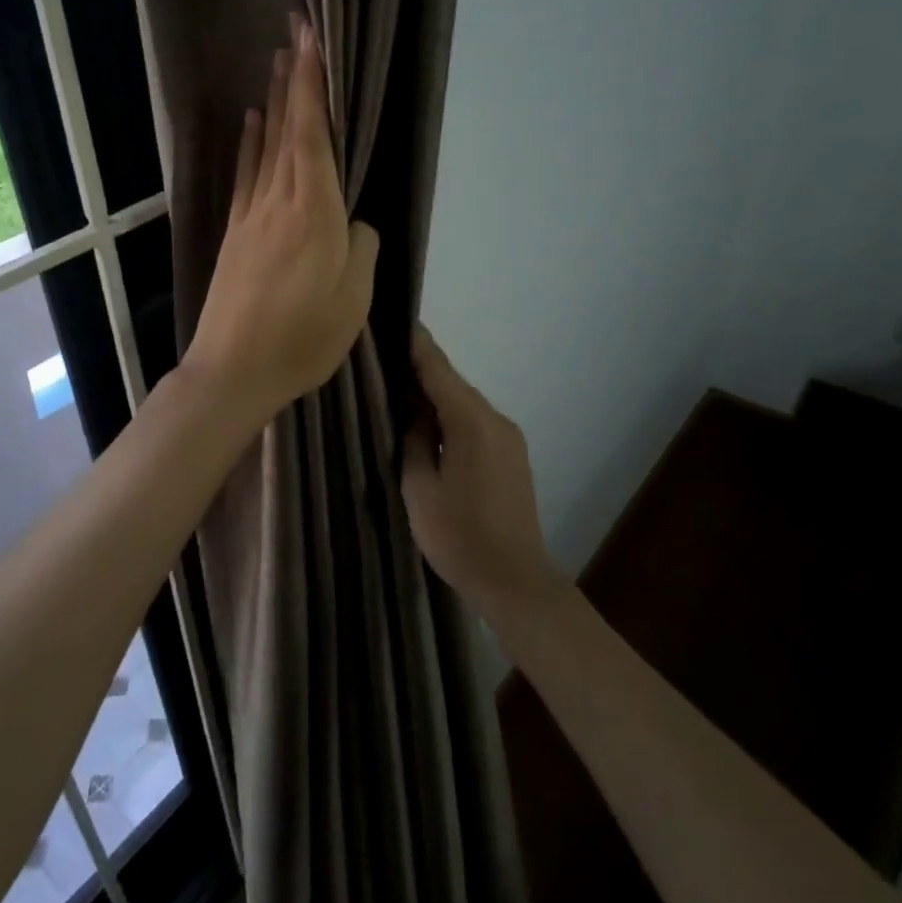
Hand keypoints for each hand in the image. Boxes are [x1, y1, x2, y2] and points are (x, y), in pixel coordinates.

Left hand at [180, 15, 378, 426]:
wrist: (233, 369)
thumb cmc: (303, 337)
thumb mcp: (354, 299)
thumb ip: (361, 248)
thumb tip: (352, 224)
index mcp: (315, 212)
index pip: (313, 134)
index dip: (312, 85)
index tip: (310, 40)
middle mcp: (280, 201)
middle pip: (287, 129)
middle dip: (293, 77)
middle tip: (294, 31)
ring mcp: (252, 216)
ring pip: (266, 146)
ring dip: (273, 102)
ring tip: (276, 63)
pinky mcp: (236, 234)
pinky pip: (246, 176)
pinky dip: (249, 144)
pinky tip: (250, 123)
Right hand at [403, 326, 565, 621]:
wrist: (514, 580)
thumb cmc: (459, 536)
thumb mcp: (420, 488)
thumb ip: (415, 441)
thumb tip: (416, 415)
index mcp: (472, 422)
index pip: (439, 371)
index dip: (417, 345)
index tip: (398, 321)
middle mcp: (495, 420)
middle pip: (453, 385)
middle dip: (422, 373)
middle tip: (387, 362)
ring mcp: (509, 438)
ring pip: (465, 405)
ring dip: (436, 398)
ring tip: (402, 394)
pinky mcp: (512, 456)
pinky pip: (476, 424)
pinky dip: (452, 418)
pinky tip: (430, 427)